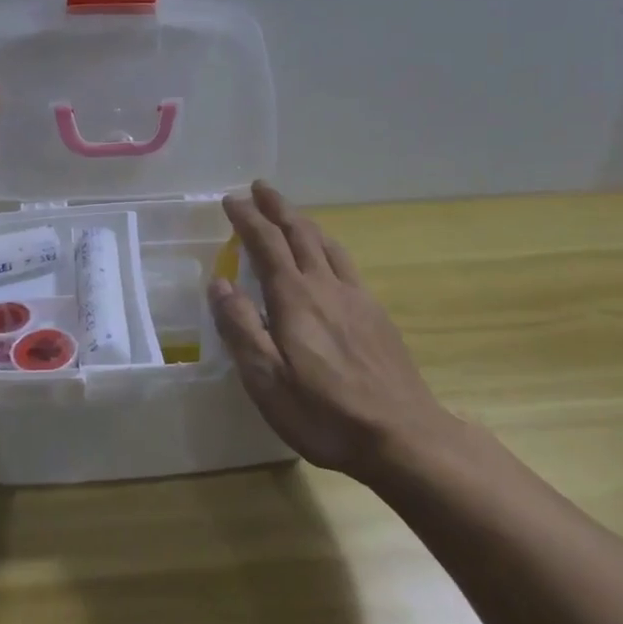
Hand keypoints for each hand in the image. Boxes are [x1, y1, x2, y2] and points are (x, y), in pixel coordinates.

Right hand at [209, 181, 446, 479]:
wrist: (402, 435)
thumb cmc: (325, 414)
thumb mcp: (267, 380)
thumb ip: (240, 328)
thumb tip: (220, 283)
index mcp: (295, 298)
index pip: (266, 243)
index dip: (248, 218)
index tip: (231, 199)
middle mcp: (325, 286)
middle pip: (300, 233)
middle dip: (277, 207)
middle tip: (259, 187)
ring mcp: (356, 298)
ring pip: (326, 244)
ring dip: (304, 222)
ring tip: (290, 214)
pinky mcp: (376, 314)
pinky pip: (346, 263)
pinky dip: (327, 245)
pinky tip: (329, 257)